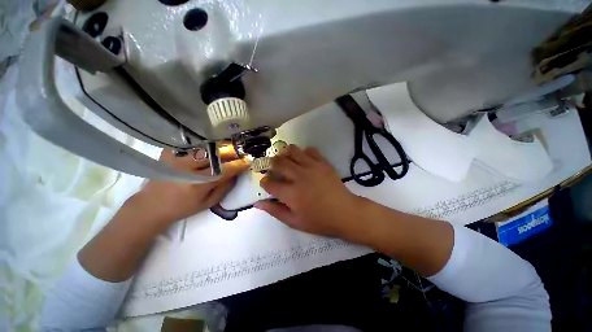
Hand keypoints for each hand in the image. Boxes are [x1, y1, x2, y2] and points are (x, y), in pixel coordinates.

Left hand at [129, 148, 248, 226]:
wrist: (150, 206)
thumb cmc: (182, 208)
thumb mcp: (208, 203)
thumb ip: (224, 188)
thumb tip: (236, 174)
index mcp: (197, 184)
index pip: (223, 170)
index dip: (238, 165)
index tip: (247, 161)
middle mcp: (186, 169)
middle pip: (215, 155)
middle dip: (231, 153)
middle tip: (239, 154)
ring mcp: (176, 158)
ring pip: (205, 148)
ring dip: (219, 149)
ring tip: (226, 151)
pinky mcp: (168, 153)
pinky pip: (191, 146)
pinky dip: (203, 147)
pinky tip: (207, 151)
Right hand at [254, 145, 362, 238]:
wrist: (345, 212)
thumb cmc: (319, 220)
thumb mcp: (295, 222)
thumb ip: (275, 211)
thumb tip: (257, 203)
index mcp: (291, 194)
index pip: (269, 183)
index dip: (265, 182)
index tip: (267, 183)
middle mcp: (299, 176)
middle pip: (278, 162)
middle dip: (271, 164)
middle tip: (273, 168)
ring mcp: (312, 167)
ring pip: (292, 150)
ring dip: (285, 154)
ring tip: (286, 161)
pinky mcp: (323, 162)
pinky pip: (310, 150)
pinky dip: (303, 152)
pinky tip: (304, 160)